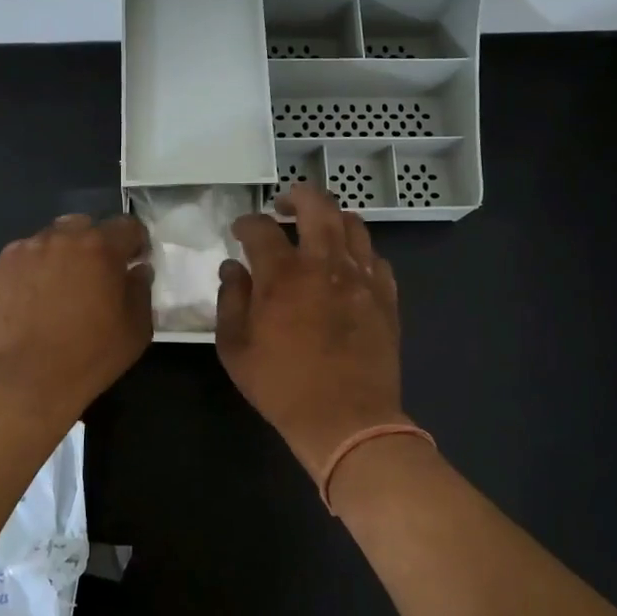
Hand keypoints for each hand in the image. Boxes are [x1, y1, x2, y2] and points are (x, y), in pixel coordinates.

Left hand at [0, 214, 153, 424]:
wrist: (21, 385)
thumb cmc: (88, 358)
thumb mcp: (135, 330)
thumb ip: (140, 291)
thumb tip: (136, 270)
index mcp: (98, 247)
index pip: (126, 226)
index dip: (135, 242)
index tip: (134, 262)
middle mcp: (57, 239)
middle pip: (81, 227)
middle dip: (92, 245)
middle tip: (93, 278)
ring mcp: (18, 254)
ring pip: (45, 243)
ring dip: (56, 259)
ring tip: (55, 295)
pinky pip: (16, 267)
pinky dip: (27, 279)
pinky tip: (27, 309)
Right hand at [215, 185, 408, 481]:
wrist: (347, 420)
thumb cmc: (282, 386)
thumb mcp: (235, 349)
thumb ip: (230, 300)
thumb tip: (233, 268)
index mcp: (283, 275)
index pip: (262, 229)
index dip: (246, 222)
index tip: (239, 230)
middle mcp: (325, 264)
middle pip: (317, 206)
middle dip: (296, 196)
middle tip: (283, 205)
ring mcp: (361, 278)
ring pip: (353, 224)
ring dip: (331, 217)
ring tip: (317, 228)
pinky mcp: (386, 297)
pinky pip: (376, 257)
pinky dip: (358, 251)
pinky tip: (347, 264)